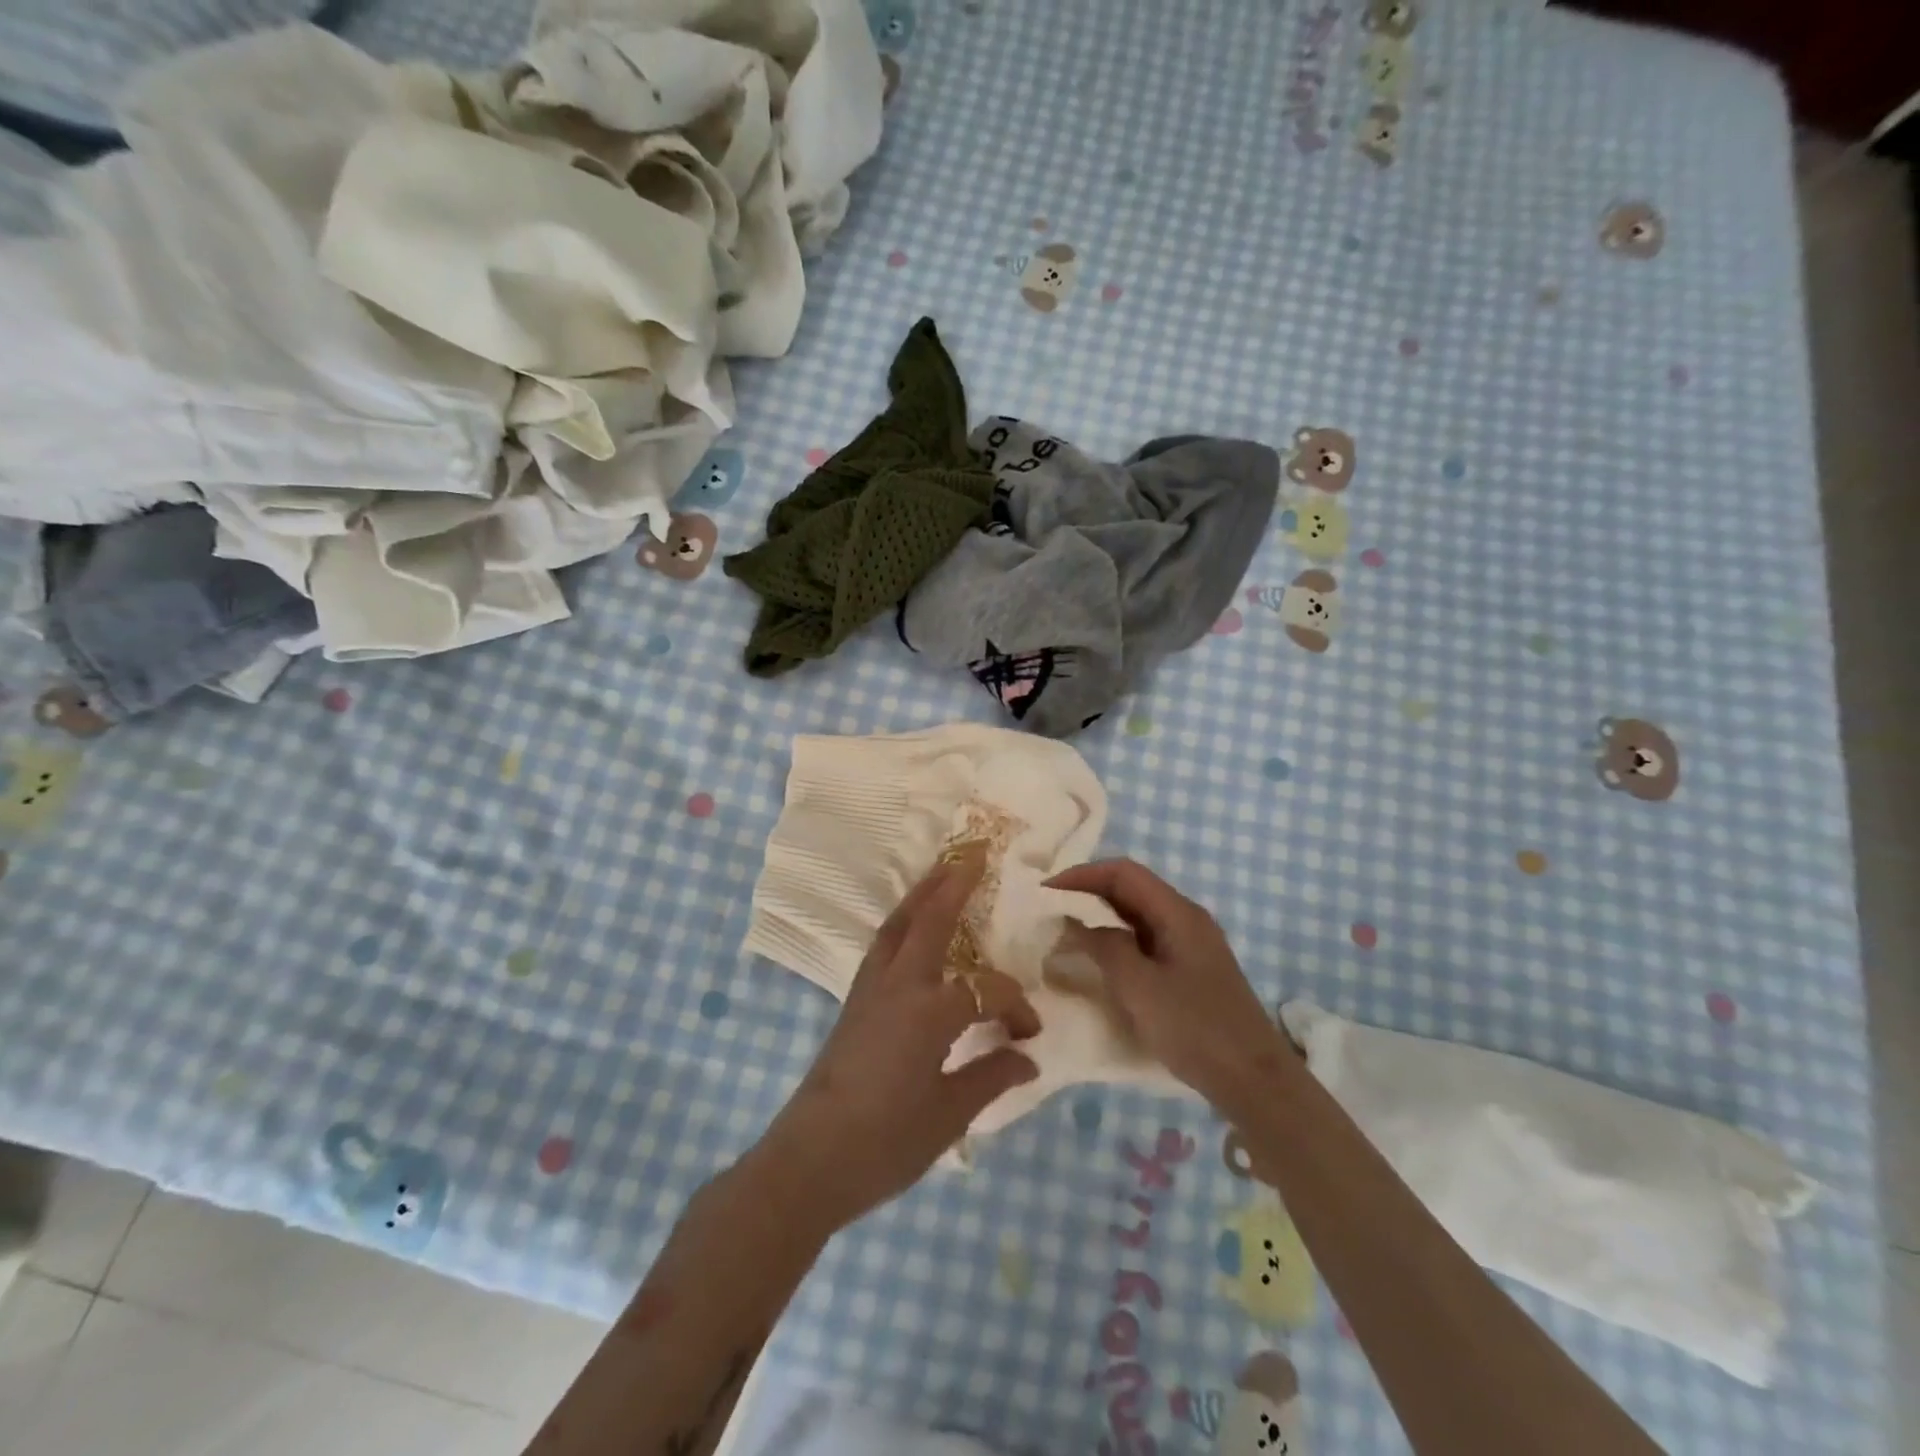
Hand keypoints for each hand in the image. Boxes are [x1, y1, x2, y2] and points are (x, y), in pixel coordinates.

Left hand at [752, 848, 1040, 1235]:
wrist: (808, 1161)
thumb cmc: (884, 1144)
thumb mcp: (948, 1115)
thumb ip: (991, 1077)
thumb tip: (1027, 1057)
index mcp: (929, 1012)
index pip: (987, 992)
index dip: (1015, 1006)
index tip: (1030, 1034)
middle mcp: (899, 986)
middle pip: (929, 920)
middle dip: (954, 884)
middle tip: (975, 852)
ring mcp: (870, 989)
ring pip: (898, 925)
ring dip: (922, 894)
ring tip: (943, 870)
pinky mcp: (853, 1001)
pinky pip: (883, 946)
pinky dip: (902, 923)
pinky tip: (912, 927)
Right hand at [1046, 858, 1296, 1113]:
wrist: (1254, 1081)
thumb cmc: (1195, 1028)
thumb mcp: (1139, 987)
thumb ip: (1104, 947)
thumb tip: (1074, 922)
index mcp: (1178, 913)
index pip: (1124, 873)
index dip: (1082, 875)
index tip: (1045, 892)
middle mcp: (1185, 919)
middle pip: (1131, 890)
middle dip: (1088, 894)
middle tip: (1049, 911)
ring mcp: (1190, 945)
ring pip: (1137, 916)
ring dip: (1100, 919)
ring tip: (1064, 933)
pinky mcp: (1189, 970)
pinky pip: (1145, 941)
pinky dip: (1116, 941)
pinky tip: (1097, 961)